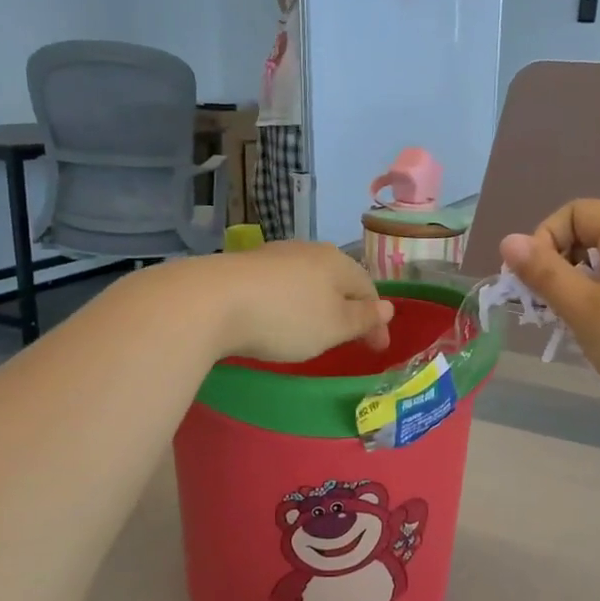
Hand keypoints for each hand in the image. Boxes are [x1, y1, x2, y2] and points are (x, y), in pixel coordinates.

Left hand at [203, 242, 393, 363]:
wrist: (211, 302)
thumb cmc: (287, 318)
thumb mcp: (334, 326)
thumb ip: (362, 318)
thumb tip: (388, 307)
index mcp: (337, 262)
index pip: (368, 289)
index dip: (376, 321)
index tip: (377, 349)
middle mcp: (307, 250)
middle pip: (337, 280)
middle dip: (347, 308)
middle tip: (348, 338)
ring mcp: (273, 256)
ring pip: (307, 280)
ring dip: (316, 304)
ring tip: (314, 329)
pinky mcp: (243, 268)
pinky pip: (279, 286)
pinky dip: (288, 303)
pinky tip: (278, 317)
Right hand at [501, 200, 599, 437]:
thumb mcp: (584, 310)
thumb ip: (543, 273)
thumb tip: (508, 241)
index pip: (574, 213)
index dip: (544, 241)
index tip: (533, 285)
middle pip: (590, 236)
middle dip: (560, 268)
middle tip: (549, 311)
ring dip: (580, 290)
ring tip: (576, 328)